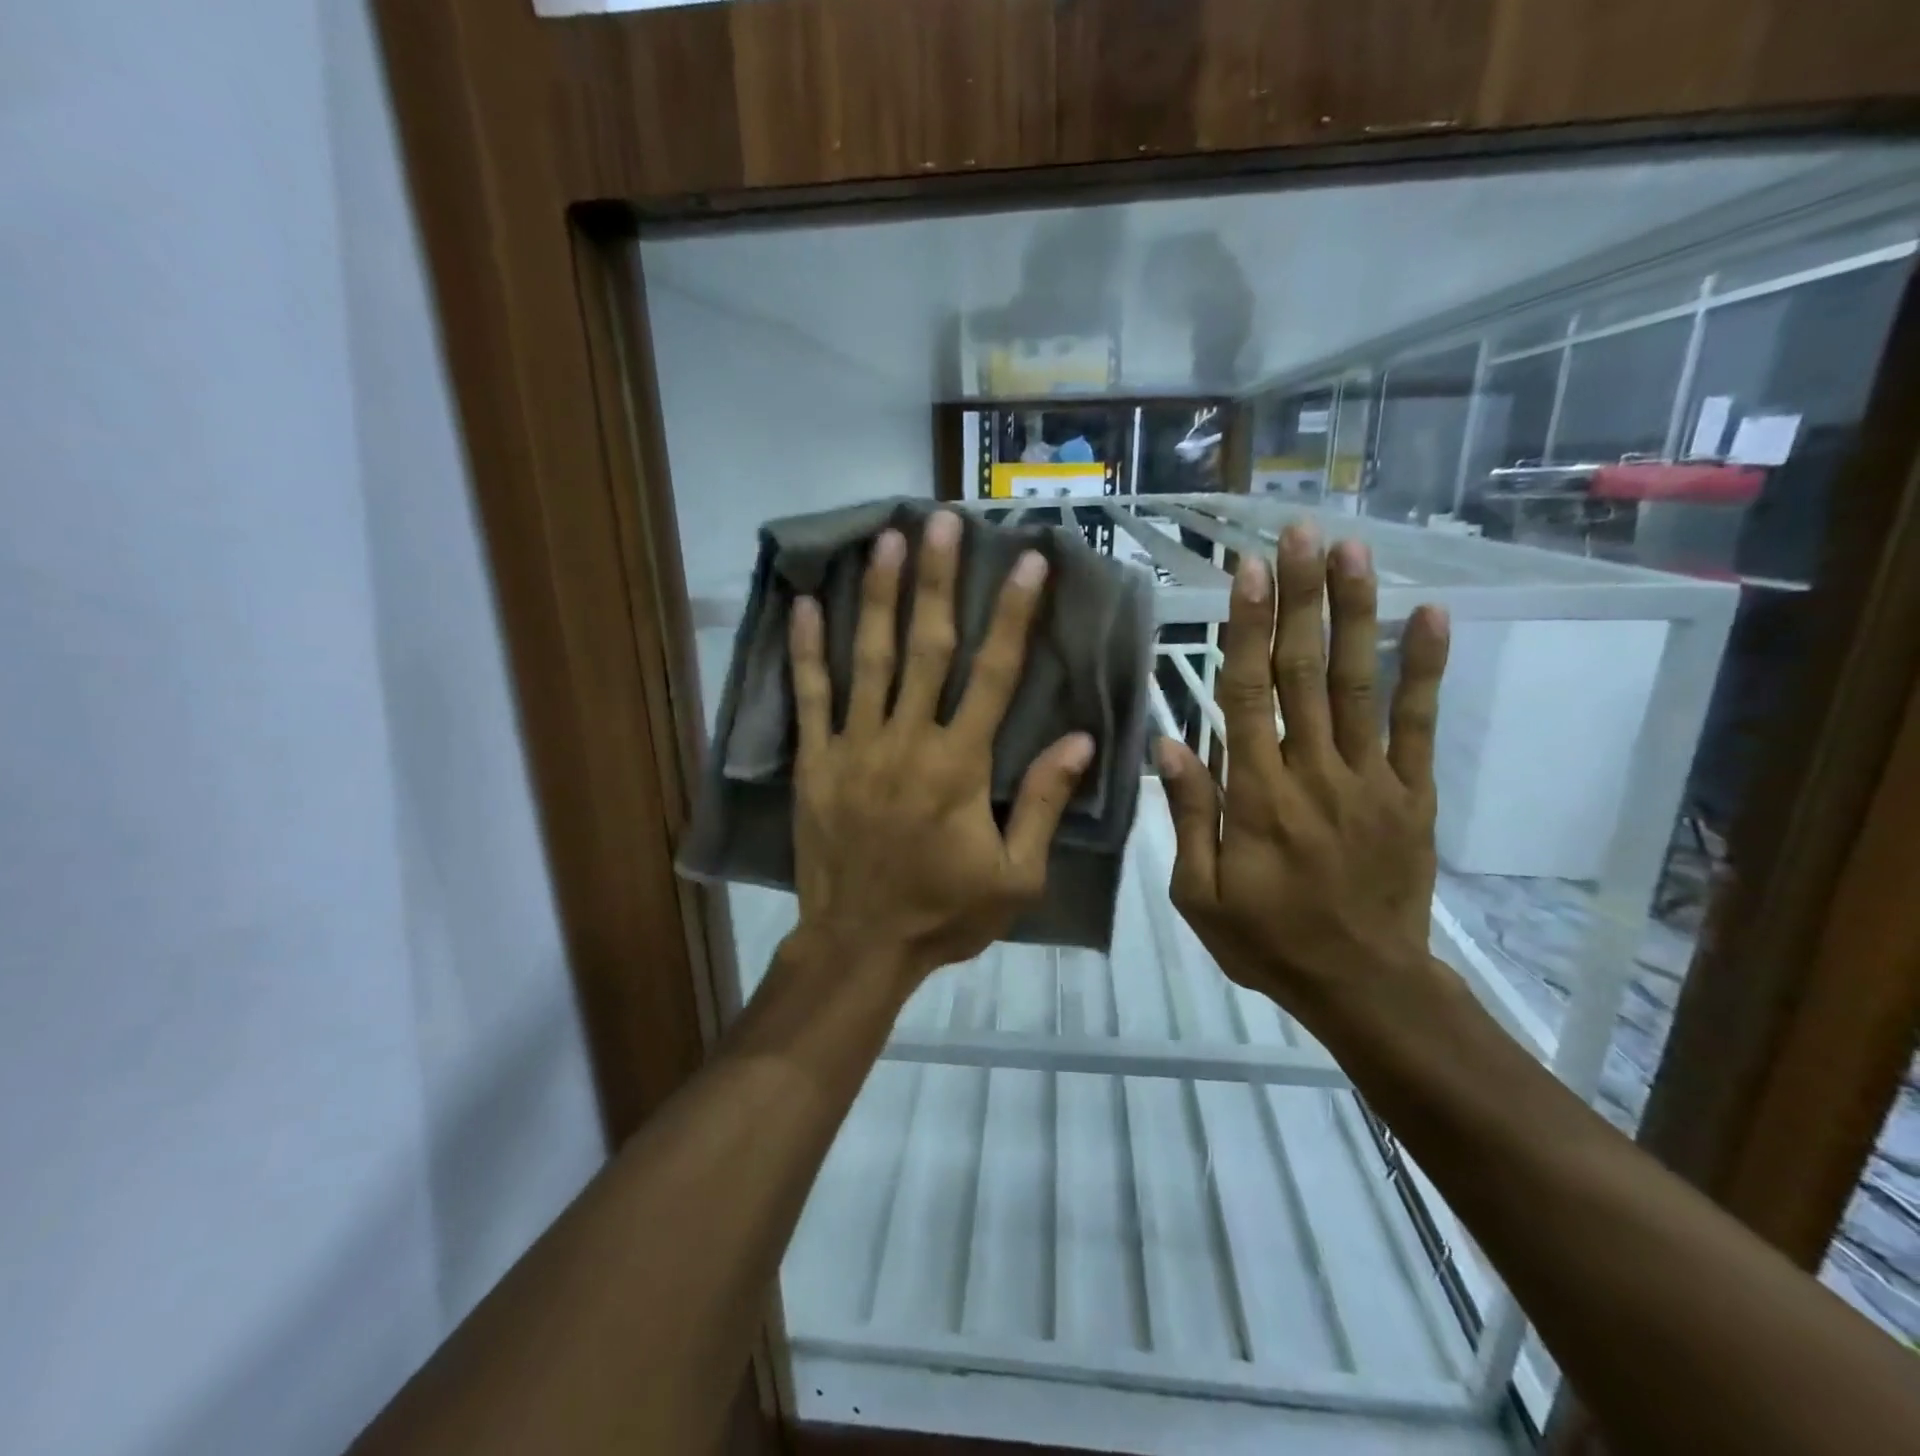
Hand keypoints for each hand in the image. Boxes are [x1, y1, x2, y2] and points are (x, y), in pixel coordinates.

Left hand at [785, 511, 1094, 990]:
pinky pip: (810, 697)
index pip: (995, 675)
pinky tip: (804, 604)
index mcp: (960, 766)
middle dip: (937, 581)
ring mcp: (855, 747)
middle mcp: (907, 741)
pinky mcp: (816, 762)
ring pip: (868, 659)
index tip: (1027, 562)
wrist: (860, 944)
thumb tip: (1080, 741)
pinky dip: (808, 650)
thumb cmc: (944, 913)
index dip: (1013, 615)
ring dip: (878, 596)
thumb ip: (1042, 804)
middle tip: (942, 522)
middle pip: (927, 648)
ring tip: (885, 540)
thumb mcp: (1016, 876)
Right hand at [1156, 523, 1450, 1021]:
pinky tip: (1432, 614)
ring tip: (1351, 551)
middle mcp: (1315, 772)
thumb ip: (1188, 816)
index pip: (1248, 695)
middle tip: (1300, 533)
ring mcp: (1372, 779)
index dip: (1248, 629)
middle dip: (1301, 597)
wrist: (1364, 985)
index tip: (1248, 571)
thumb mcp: (1199, 895)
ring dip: (1355, 612)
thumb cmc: (1268, 940)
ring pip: (1361, 683)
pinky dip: (1425, 668)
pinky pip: (1418, 724)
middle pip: (1306, 671)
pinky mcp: (1413, 793)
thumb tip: (1168, 743)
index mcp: (1258, 796)